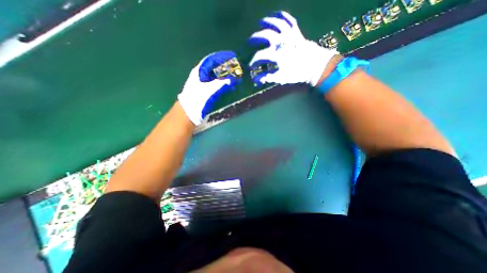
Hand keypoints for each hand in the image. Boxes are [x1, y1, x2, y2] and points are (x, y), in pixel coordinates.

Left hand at [178, 51, 239, 125]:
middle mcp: (202, 76)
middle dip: (226, 66)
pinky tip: (230, 85)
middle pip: (215, 67)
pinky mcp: (208, 91)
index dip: (222, 56)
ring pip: (217, 75)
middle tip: (237, 67)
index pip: (212, 59)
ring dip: (226, 75)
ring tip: (236, 75)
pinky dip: (225, 83)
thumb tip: (232, 80)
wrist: (189, 113)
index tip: (233, 56)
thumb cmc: (196, 100)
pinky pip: (218, 84)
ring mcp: (204, 84)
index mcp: (199, 71)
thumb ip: (220, 84)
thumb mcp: (208, 91)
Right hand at [249, 10, 336, 86]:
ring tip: (260, 22)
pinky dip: (282, 15)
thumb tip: (256, 80)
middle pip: (265, 35)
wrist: (314, 65)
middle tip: (250, 41)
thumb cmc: (296, 73)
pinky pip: (289, 20)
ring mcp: (289, 35)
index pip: (259, 56)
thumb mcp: (281, 78)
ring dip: (267, 22)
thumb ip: (268, 77)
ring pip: (276, 23)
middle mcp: (281, 42)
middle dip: (255, 38)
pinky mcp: (296, 31)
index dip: (253, 61)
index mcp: (276, 55)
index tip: (250, 66)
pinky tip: (277, 14)